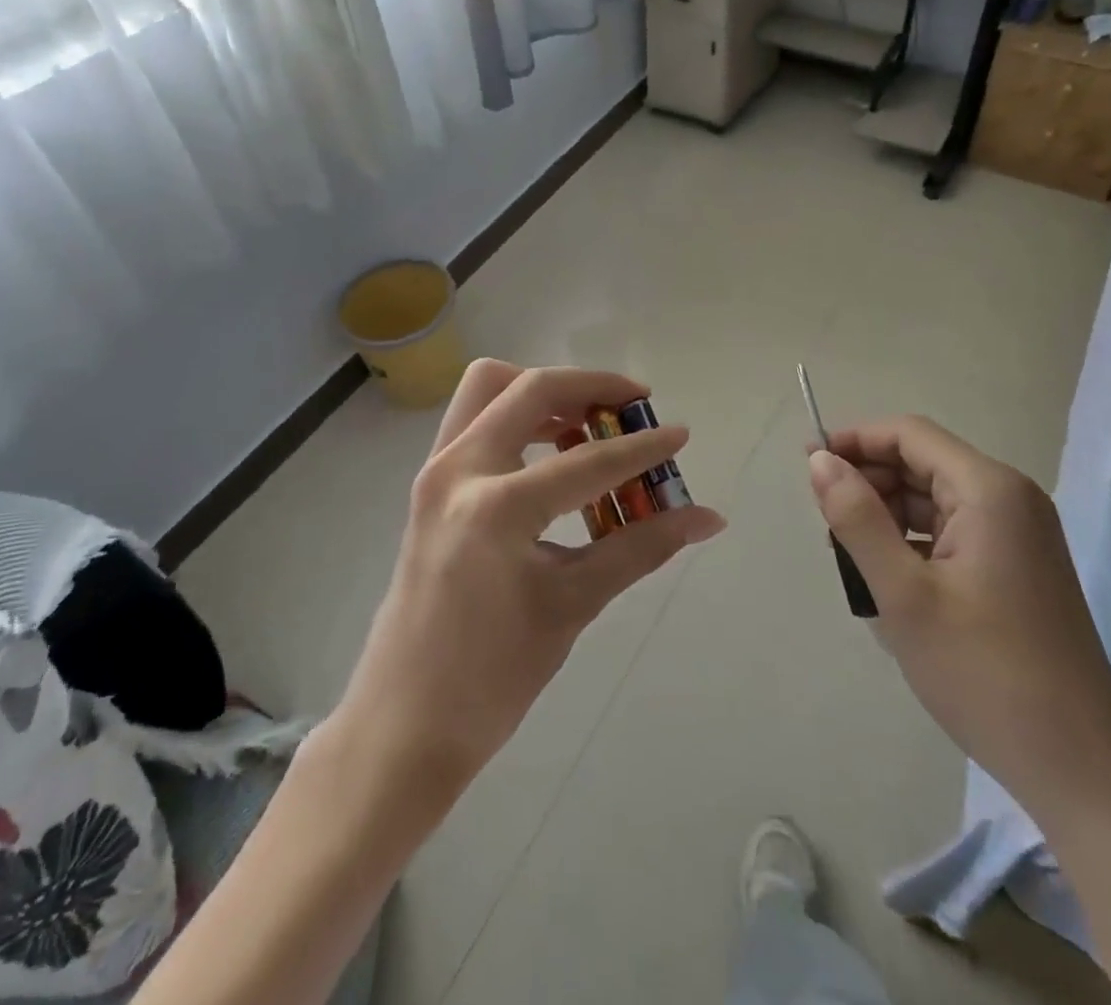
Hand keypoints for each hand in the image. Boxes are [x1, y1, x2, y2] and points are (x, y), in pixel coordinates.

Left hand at [331, 360, 725, 792]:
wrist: (404, 724)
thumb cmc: (492, 676)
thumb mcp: (572, 605)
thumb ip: (640, 547)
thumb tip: (707, 518)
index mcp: (495, 506)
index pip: (586, 462)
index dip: (641, 448)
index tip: (680, 434)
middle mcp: (458, 469)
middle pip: (528, 388)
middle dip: (588, 387)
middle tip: (633, 405)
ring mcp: (436, 473)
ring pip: (489, 389)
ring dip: (543, 393)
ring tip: (590, 425)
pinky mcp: (429, 485)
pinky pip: (474, 420)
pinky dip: (516, 416)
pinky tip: (551, 454)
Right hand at [807, 416, 1110, 827]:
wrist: (1079, 771)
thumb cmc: (984, 673)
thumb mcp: (903, 594)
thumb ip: (856, 518)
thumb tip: (819, 460)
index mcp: (989, 490)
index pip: (909, 434)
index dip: (854, 439)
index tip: (808, 466)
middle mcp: (1011, 499)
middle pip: (922, 462)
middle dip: (869, 480)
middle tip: (827, 524)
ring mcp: (1020, 534)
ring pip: (935, 498)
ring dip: (887, 514)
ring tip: (852, 558)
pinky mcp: (1019, 566)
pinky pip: (953, 530)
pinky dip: (914, 540)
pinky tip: (890, 579)